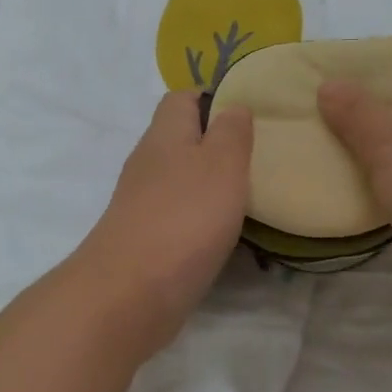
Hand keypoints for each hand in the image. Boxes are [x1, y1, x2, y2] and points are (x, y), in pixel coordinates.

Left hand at [76, 92, 253, 355]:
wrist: (131, 294)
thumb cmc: (184, 218)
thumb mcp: (222, 163)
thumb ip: (232, 131)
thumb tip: (234, 106)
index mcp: (165, 135)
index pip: (182, 97)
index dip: (214, 98)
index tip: (250, 115)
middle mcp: (149, 163)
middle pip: (183, 140)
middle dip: (219, 146)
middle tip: (261, 158)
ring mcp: (144, 204)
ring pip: (183, 180)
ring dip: (213, 186)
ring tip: (254, 195)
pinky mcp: (146, 240)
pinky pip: (180, 217)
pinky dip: (204, 220)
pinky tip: (229, 233)